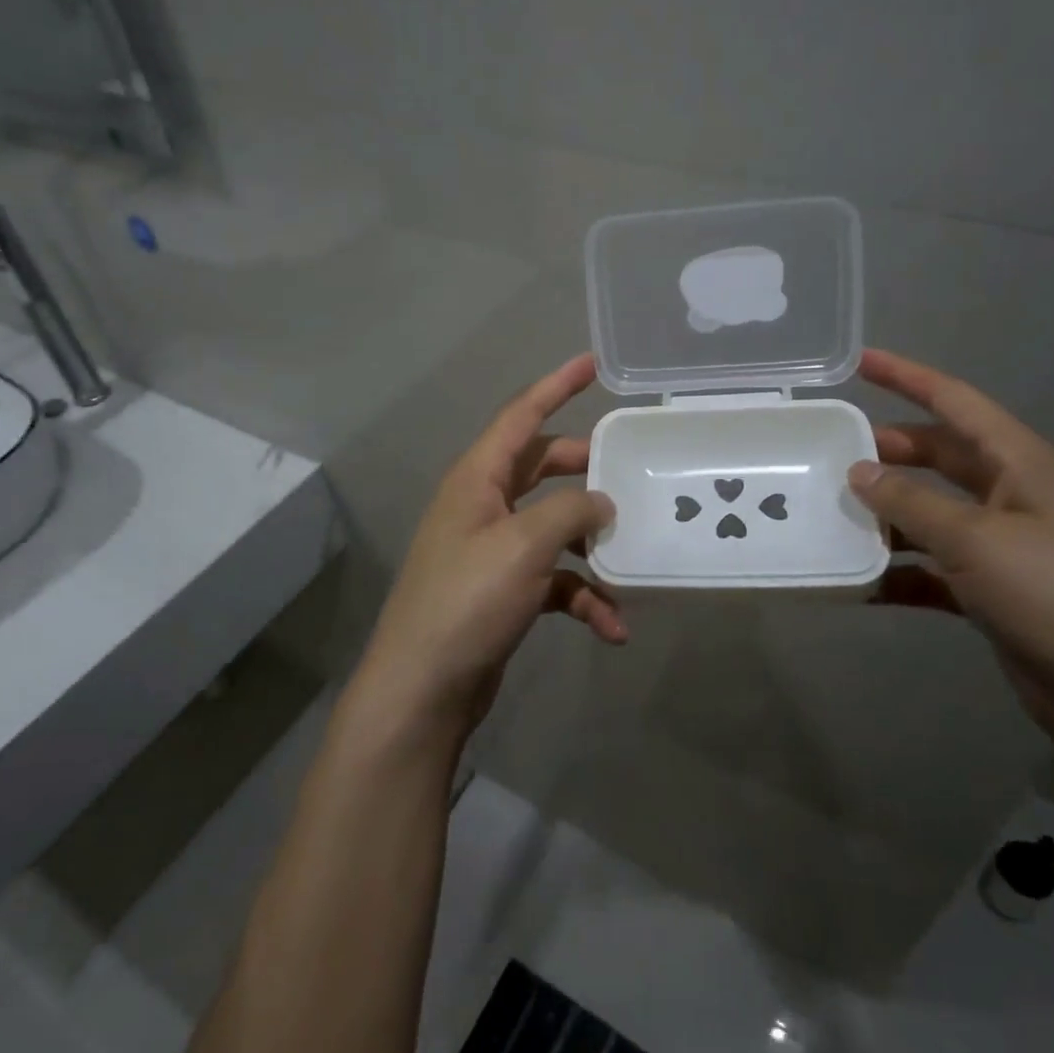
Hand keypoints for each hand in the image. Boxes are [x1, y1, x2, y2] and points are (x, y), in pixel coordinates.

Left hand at [349, 354, 623, 742]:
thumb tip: (602, 503)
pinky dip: (583, 596)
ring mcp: (492, 550)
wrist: (424, 688)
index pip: (520, 416)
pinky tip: (612, 626)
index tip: (590, 364)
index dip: (555, 386)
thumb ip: (570, 511)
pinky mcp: (504, 591)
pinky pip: (554, 580)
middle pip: (542, 468)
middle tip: (629, 469)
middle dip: (585, 471)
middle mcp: (482, 505)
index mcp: (477, 478)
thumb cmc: (468, 600)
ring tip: (629, 559)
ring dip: (592, 545)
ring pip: (554, 527)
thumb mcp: (524, 544)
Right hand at [847, 349, 1053, 746]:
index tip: (860, 361)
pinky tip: (860, 582)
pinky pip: (934, 568)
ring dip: (888, 515)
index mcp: (1020, 464)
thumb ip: (911, 502)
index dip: (907, 378)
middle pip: (939, 457)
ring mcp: (1004, 546)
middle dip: (889, 451)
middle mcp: (1012, 496)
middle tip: (831, 451)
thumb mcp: (976, 539)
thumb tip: (858, 471)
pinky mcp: (994, 592)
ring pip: (932, 514)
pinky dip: (900, 571)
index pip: (956, 403)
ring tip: (833, 516)